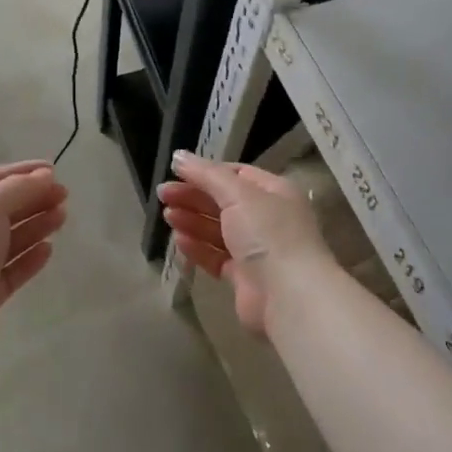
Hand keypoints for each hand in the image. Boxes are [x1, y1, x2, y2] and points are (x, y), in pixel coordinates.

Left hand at [0, 161, 67, 362]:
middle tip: (64, 196)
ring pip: (10, 239)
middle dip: (33, 198)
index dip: (20, 172)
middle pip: (2, 209)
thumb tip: (45, 176)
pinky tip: (49, 250)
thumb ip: (18, 188)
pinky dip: (30, 258)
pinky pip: (12, 270)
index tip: (53, 171)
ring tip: (62, 217)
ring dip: (36, 225)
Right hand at [159, 150, 332, 333]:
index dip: (206, 172)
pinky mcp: (244, 278)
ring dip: (192, 221)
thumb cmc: (268, 234)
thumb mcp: (238, 194)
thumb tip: (178, 156)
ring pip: (218, 230)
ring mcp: (256, 250)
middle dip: (193, 196)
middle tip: (162, 194)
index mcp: (274, 192)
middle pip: (223, 202)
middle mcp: (267, 218)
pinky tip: (179, 241)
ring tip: (167, 216)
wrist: (289, 296)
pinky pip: (216, 257)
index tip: (176, 172)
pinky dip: (198, 248)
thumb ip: (206, 174)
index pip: (236, 174)